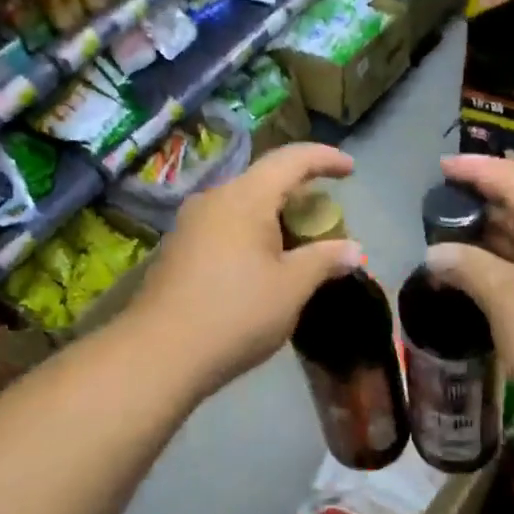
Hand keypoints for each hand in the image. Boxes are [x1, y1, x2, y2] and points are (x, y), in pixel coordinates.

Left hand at [130, 143, 364, 395]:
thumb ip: (325, 260)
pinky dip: (252, 235)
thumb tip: (354, 250)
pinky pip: (225, 227)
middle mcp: (214, 199)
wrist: (159, 354)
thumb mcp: (292, 287)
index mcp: (245, 197)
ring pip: (243, 206)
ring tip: (298, 244)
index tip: (350, 168)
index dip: (324, 158)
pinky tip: (262, 266)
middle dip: (300, 193)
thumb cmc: (236, 313)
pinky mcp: (177, 250)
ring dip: (274, 217)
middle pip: (264, 181)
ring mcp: (190, 225)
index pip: (291, 160)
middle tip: (327, 218)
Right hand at [425, 154, 513, 425]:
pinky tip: (494, 268)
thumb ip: (467, 266)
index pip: (513, 177)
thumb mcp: (505, 300)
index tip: (441, 166)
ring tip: (461, 234)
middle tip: (446, 204)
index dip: (474, 170)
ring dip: (502, 232)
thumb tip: (435, 252)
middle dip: (487, 201)